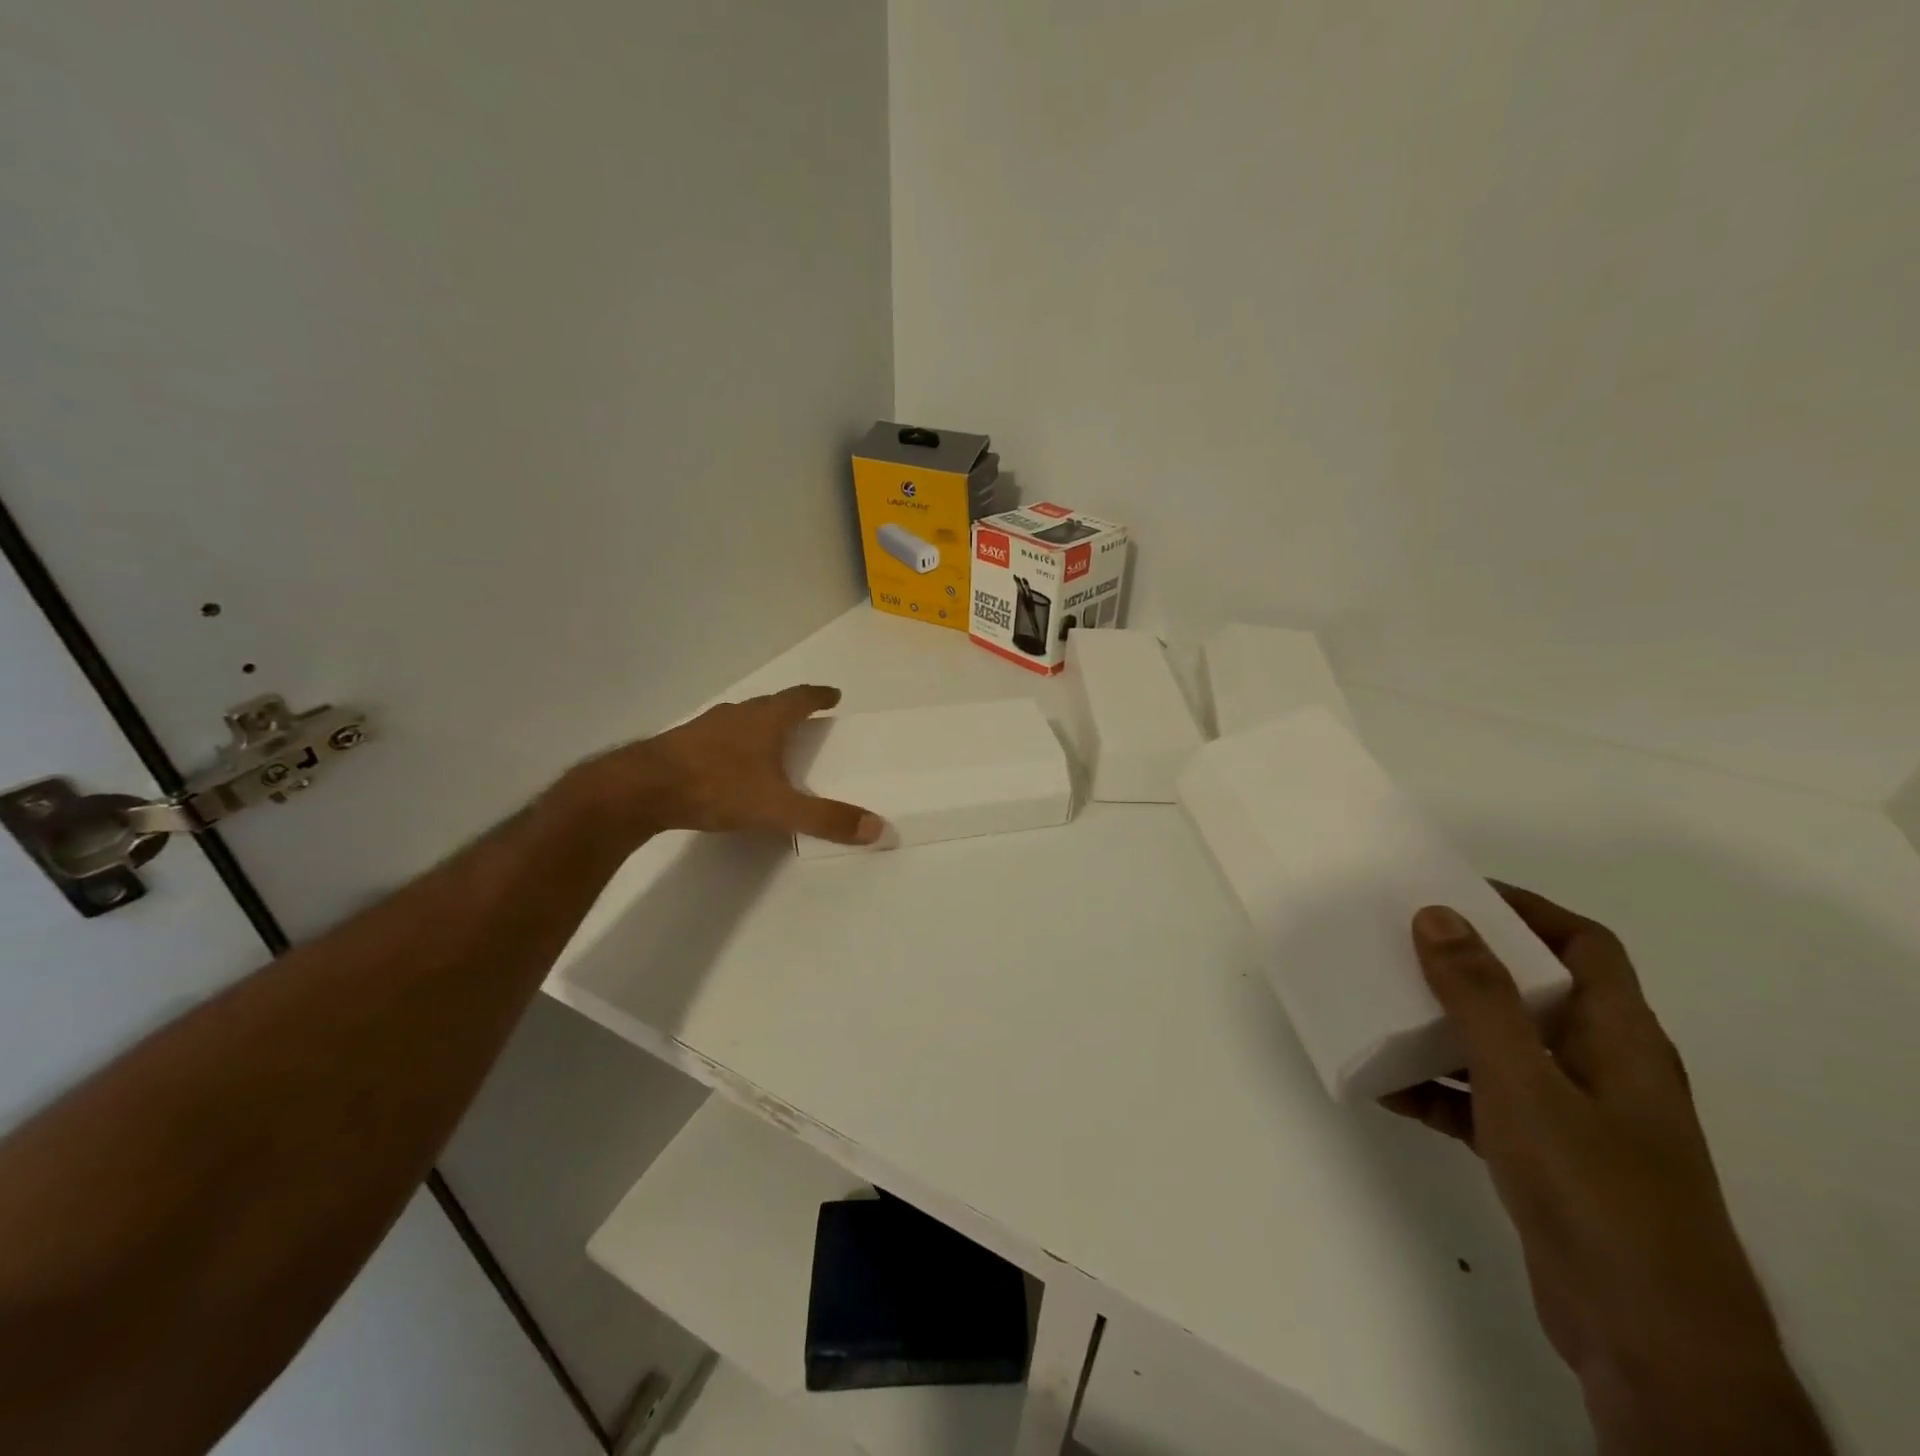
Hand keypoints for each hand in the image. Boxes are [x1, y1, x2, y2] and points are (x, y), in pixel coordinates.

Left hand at [569, 685, 881, 847]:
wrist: (641, 789)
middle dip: (790, 709)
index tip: (834, 694)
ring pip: (740, 718)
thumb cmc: (717, 788)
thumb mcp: (777, 808)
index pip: (800, 698)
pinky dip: (731, 743)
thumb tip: (877, 828)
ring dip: (758, 724)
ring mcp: (705, 727)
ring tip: (768, 739)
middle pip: (770, 704)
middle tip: (805, 717)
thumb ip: (825, 818)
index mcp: (765, 721)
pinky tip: (727, 762)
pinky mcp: (680, 744)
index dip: (819, 696)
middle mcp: (737, 715)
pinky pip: (716, 736)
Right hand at [1385, 887, 1829, 1455]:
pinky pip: (1482, 1103)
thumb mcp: (1525, 1082)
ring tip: (1381, 1005)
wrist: (1646, 1339)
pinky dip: (1439, 1089)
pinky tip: (1388, 1087)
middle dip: (1470, 964)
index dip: (1527, 909)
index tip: (1457, 892)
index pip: (1584, 945)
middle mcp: (1601, 1068)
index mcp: (1619, 1038)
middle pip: (1535, 992)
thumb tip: (1437, 914)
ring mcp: (1575, 1118)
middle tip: (1402, 941)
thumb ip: (1479, 997)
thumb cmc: (1595, 1190)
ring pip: (1502, 1048)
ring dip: (1445, 1027)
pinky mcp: (1545, 1161)